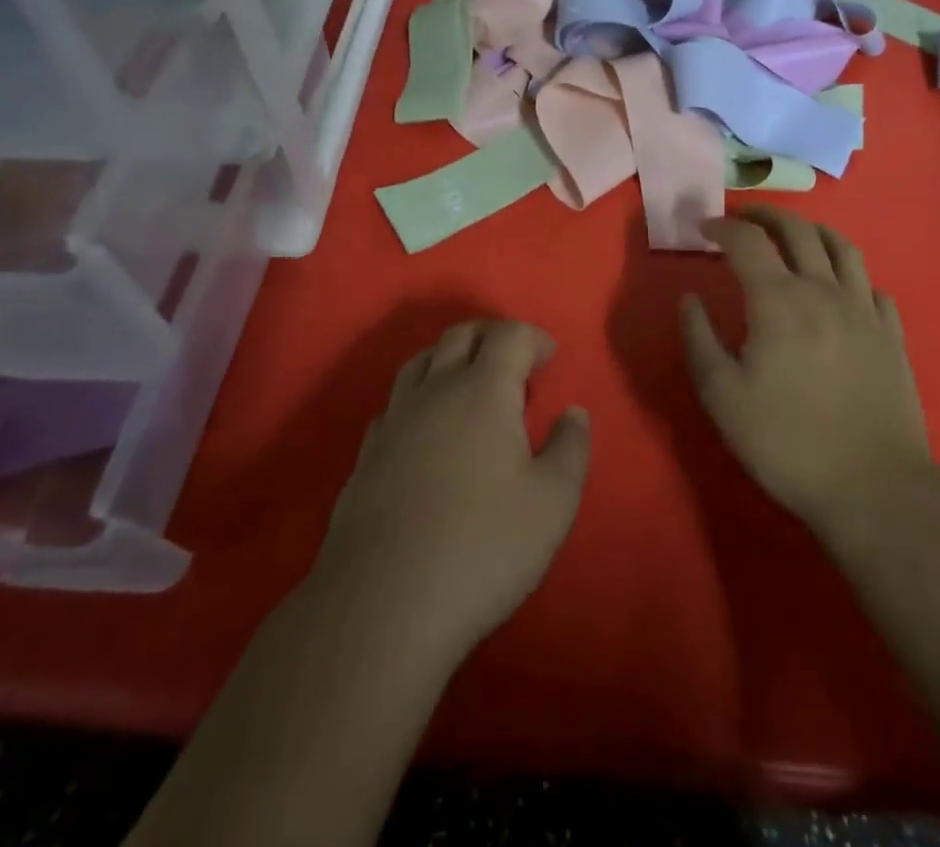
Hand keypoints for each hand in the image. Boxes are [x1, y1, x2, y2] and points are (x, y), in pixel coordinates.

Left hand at [311, 320, 590, 671]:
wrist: (382, 604)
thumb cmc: (482, 547)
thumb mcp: (552, 503)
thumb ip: (571, 449)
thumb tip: (573, 413)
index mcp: (483, 390)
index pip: (509, 336)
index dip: (533, 337)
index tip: (550, 357)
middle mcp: (435, 391)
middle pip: (460, 336)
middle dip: (491, 336)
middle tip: (513, 358)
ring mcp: (394, 421)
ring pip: (419, 362)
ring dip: (449, 357)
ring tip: (469, 381)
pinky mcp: (366, 455)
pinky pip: (394, 403)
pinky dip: (417, 397)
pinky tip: (425, 427)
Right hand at [681, 207, 931, 550]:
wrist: (874, 488)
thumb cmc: (786, 441)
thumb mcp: (722, 396)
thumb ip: (699, 339)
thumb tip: (688, 299)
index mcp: (779, 300)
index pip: (747, 241)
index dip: (722, 226)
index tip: (704, 228)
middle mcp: (824, 291)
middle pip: (798, 230)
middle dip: (765, 215)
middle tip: (743, 218)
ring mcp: (864, 310)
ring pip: (841, 247)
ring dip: (811, 231)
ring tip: (793, 235)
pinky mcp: (892, 335)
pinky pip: (871, 285)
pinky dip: (849, 273)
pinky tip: (840, 287)